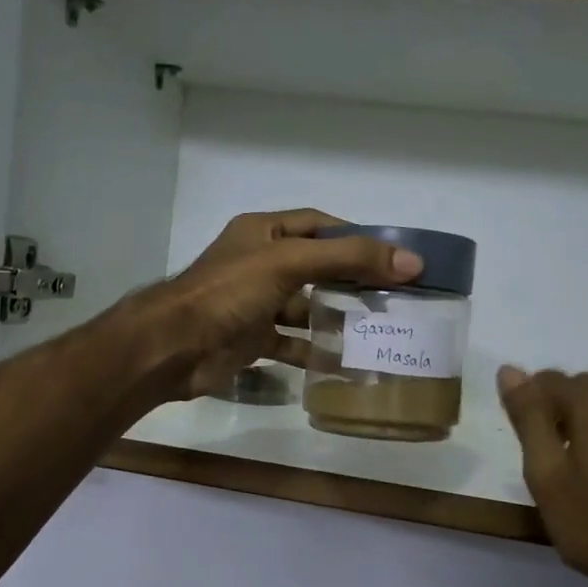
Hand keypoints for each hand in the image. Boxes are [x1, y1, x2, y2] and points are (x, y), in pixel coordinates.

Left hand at [140, 210, 421, 401]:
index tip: (390, 256)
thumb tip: (412, 261)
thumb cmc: (230, 292)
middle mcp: (259, 263)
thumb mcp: (290, 263)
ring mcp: (254, 303)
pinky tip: (341, 362)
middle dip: (350, 280)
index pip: (318, 224)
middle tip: (391, 296)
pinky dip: (312, 351)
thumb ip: (349, 259)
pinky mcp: (251, 339)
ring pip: (303, 307)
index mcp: (263, 233)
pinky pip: (289, 343)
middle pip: (315, 266)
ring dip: (333, 317)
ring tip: (374, 329)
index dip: (353, 236)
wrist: (175, 346)